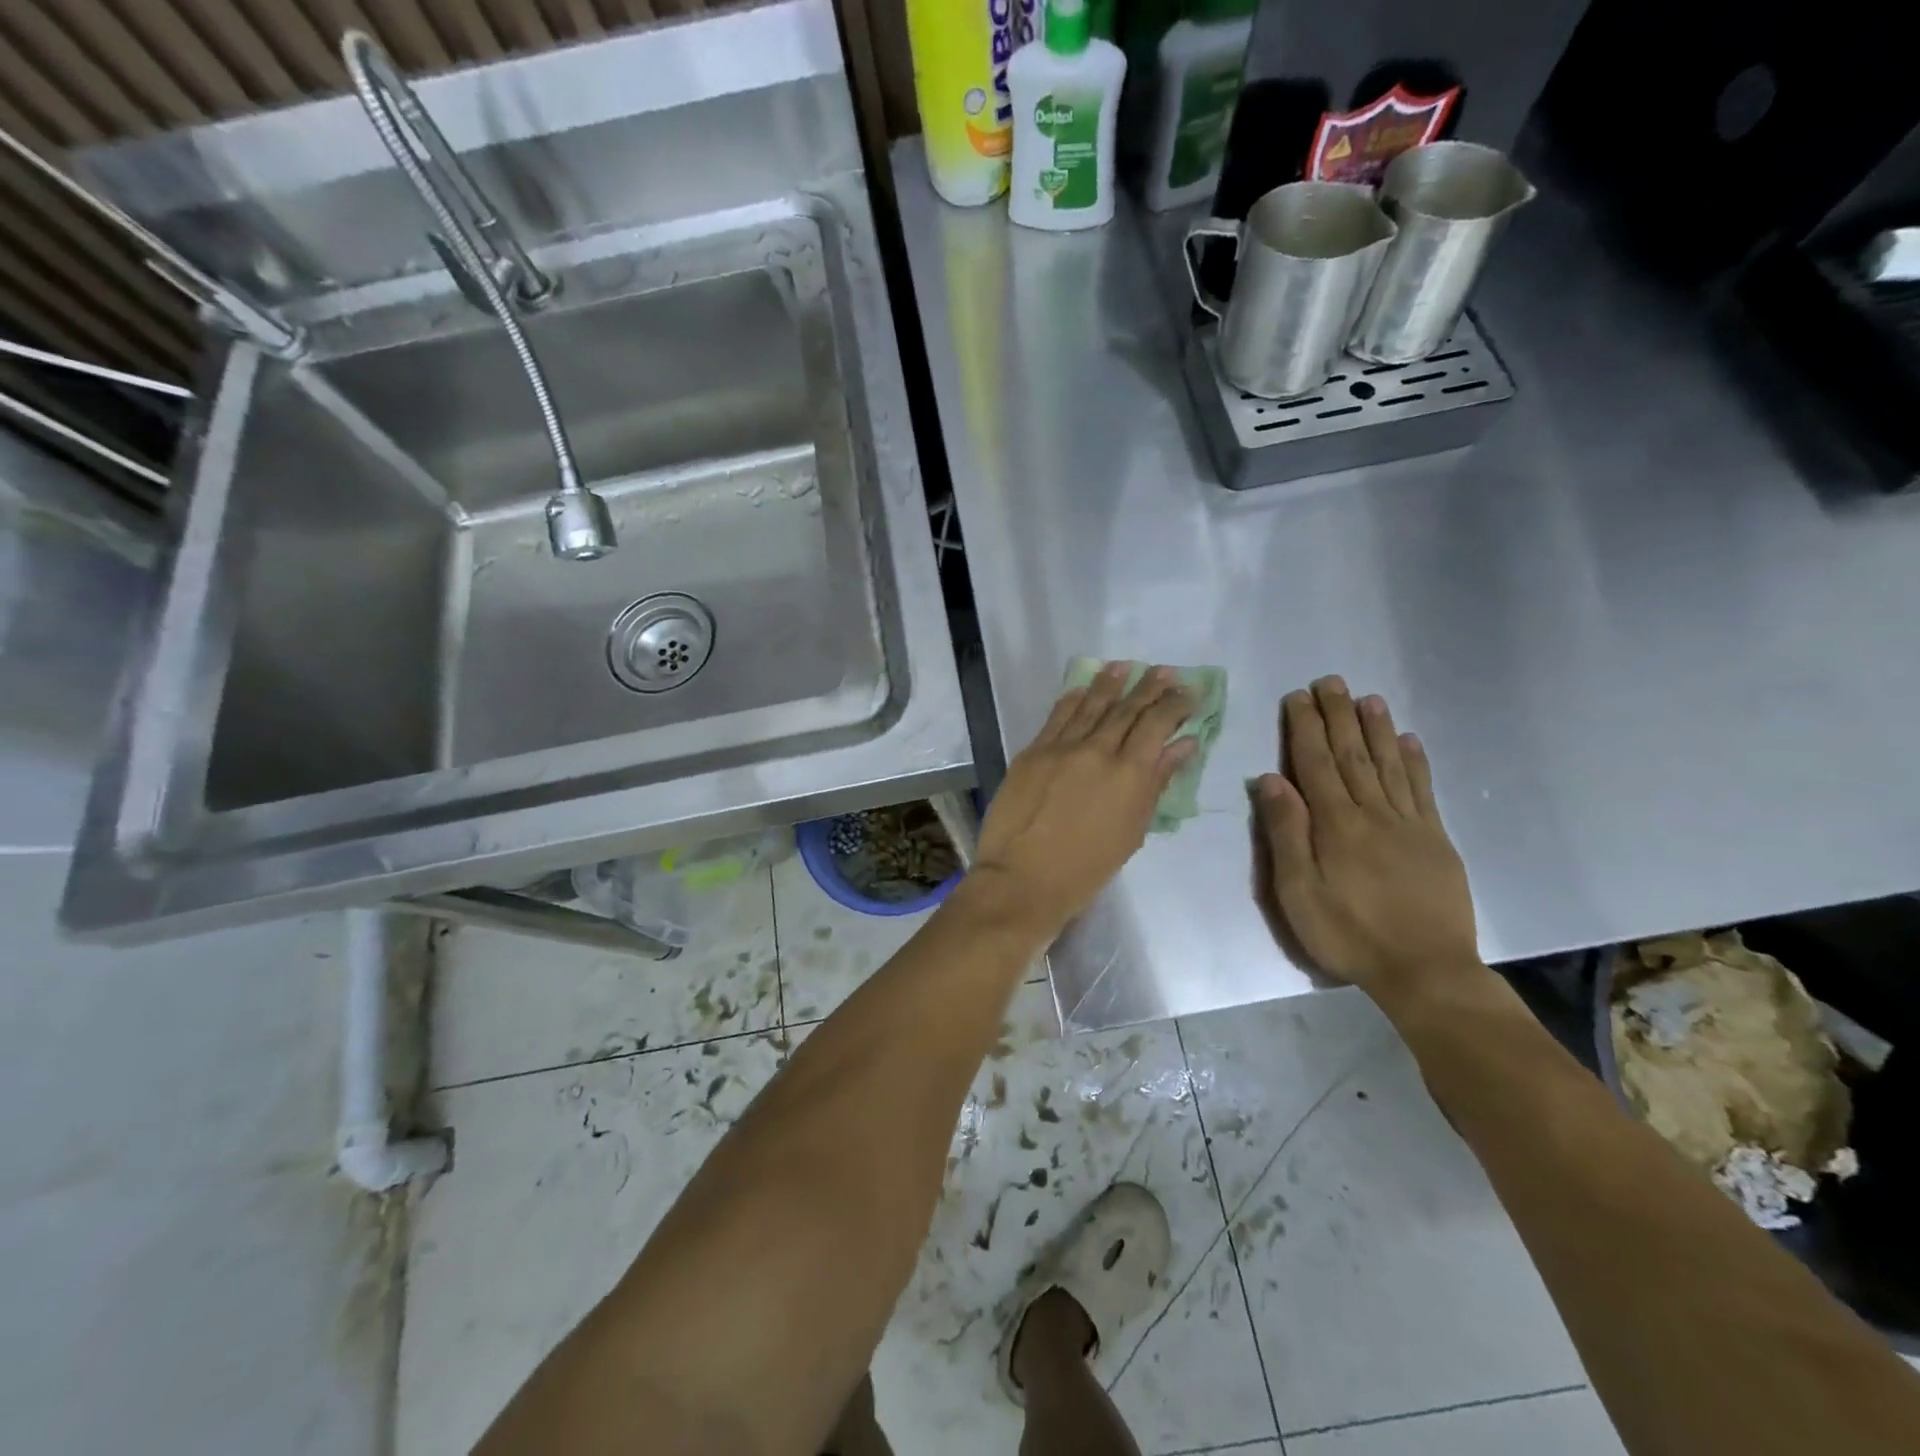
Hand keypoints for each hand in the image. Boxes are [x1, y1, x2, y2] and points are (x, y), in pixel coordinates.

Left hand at [970, 664, 1195, 938]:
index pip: (1156, 724)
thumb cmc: (1086, 868)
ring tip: (1125, 666)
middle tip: (1164, 670)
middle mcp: (1097, 750)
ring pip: (1090, 705)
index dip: (1175, 704)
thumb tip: (1183, 745)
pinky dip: (1072, 699)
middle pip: (1126, 709)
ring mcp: (1060, 747)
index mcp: (1129, 773)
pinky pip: (1056, 717)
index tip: (1188, 690)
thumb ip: (1156, 782)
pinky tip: (1082, 688)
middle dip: (1148, 687)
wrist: (1023, 878)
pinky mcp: (1032, 752)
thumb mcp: (1133, 830)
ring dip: (1109, 683)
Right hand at [1255, 677, 1480, 1009]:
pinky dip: (1415, 762)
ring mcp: (1409, 825)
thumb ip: (1286, 832)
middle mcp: (1373, 813)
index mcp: (1335, 824)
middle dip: (1339, 716)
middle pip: (1352, 755)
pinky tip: (1410, 741)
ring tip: (1369, 698)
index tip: (1298, 697)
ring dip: (1377, 729)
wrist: (1425, 970)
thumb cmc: (1348, 933)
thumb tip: (1270, 779)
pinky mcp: (1435, 841)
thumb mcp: (1297, 891)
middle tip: (1331, 681)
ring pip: (1390, 764)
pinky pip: (1423, 791)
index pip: (1315, 763)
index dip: (1305, 728)